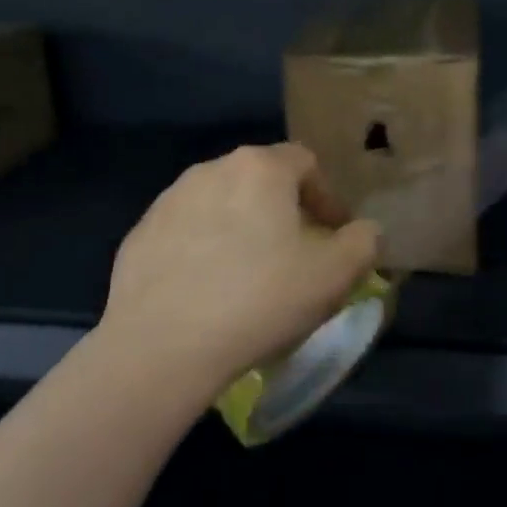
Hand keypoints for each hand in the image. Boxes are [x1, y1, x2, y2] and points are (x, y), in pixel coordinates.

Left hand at [99, 143, 380, 390]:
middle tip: (295, 254)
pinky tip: (208, 290)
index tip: (334, 235)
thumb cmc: (260, 299)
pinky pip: (186, 232)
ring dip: (242, 228)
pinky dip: (204, 249)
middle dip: (284, 210)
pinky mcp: (140, 233)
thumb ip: (363, 243)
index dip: (327, 196)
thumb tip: (367, 231)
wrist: (163, 345)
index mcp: (260, 168)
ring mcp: (169, 200)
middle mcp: (212, 169)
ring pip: (221, 204)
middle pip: (261, 179)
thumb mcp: (333, 276)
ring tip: (249, 274)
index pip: (305, 162)